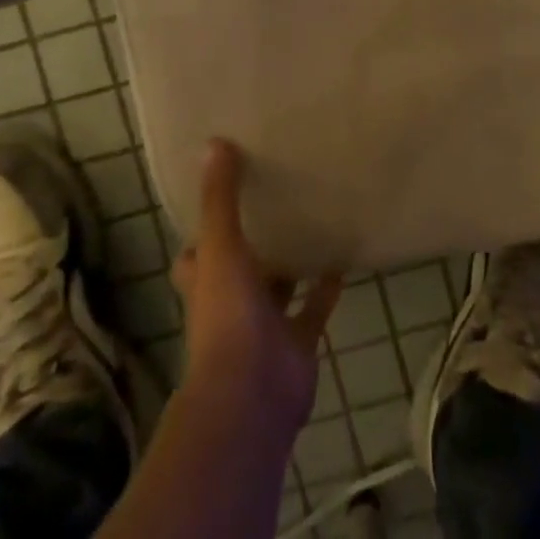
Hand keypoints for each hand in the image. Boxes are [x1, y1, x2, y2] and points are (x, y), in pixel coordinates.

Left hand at [171, 139, 341, 432]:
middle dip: (255, 241)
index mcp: (206, 282)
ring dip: (292, 261)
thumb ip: (220, 198)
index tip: (224, 194)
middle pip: (241, 268)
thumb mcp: (221, 247)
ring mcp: (265, 326)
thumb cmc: (227, 317)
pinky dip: (327, 286)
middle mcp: (231, 303)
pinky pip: (314, 307)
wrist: (252, 395)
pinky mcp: (298, 342)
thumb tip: (213, 143)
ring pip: (279, 286)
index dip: (205, 230)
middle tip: (279, 195)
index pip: (197, 254)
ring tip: (314, 217)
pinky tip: (343, 255)